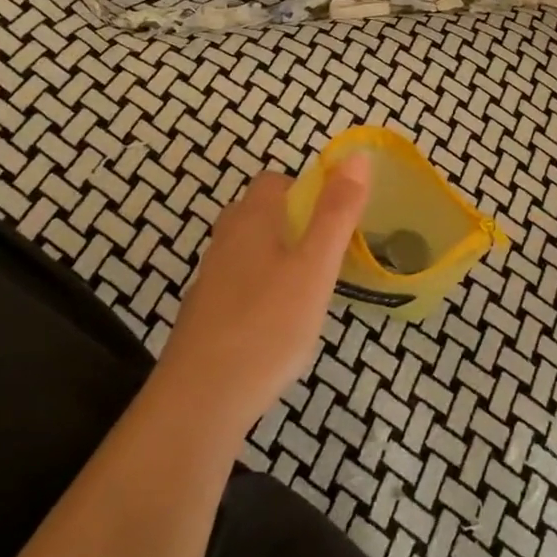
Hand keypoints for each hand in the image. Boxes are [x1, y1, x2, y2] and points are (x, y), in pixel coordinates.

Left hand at [158, 157, 370, 438]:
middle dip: (293, 223)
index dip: (305, 189)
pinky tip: (279, 325)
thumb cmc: (267, 326)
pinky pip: (239, 286)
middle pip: (258, 214)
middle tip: (327, 253)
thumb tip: (357, 155)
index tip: (335, 217)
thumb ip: (337, 212)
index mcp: (251, 220)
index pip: (274, 182)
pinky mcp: (205, 316)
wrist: (200, 401)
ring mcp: (210, 280)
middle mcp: (225, 241)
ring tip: (310, 289)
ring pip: (248, 251)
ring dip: (278, 258)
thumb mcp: (315, 266)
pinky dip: (262, 292)